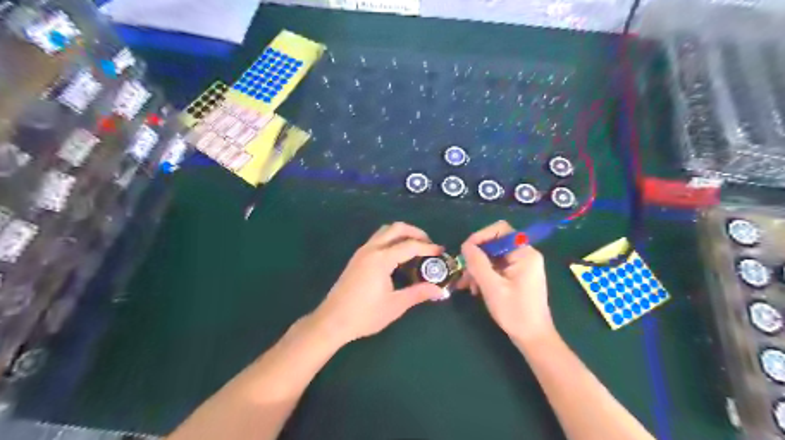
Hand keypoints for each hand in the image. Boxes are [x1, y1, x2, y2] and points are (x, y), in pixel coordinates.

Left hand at [313, 224, 447, 346]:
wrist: (332, 320)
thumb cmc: (365, 314)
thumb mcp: (395, 305)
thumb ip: (418, 293)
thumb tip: (439, 290)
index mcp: (381, 258)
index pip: (410, 245)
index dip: (428, 247)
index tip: (440, 251)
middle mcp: (371, 249)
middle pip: (396, 228)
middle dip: (415, 232)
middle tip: (428, 244)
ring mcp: (362, 252)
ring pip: (384, 231)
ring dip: (402, 234)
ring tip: (415, 247)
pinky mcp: (357, 258)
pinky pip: (377, 240)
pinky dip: (391, 240)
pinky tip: (398, 256)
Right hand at [462, 220, 557, 347]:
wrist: (533, 338)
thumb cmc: (515, 312)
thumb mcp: (492, 287)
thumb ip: (478, 263)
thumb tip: (466, 245)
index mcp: (524, 253)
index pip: (500, 230)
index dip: (481, 236)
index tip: (466, 251)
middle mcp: (524, 255)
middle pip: (494, 244)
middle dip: (476, 257)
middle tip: (464, 273)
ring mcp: (521, 266)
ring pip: (493, 257)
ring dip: (478, 268)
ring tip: (467, 286)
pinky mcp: (517, 276)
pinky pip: (496, 268)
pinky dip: (484, 275)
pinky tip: (475, 289)